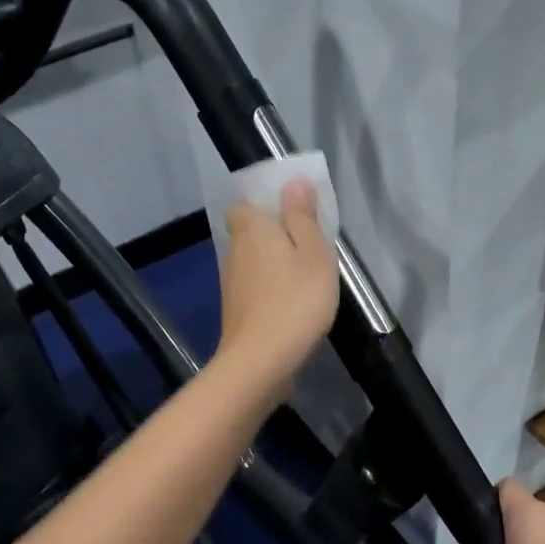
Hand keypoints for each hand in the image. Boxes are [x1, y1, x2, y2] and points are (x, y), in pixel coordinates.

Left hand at [216, 178, 339, 401]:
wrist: (261, 361)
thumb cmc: (295, 300)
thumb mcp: (312, 253)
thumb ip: (302, 216)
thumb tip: (293, 181)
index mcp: (251, 229)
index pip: (244, 204)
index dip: (264, 204)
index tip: (292, 212)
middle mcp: (234, 252)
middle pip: (249, 233)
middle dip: (272, 234)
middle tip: (307, 244)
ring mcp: (232, 285)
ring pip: (252, 262)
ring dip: (273, 263)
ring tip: (305, 274)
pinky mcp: (236, 312)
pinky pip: (255, 288)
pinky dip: (270, 289)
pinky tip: (292, 302)